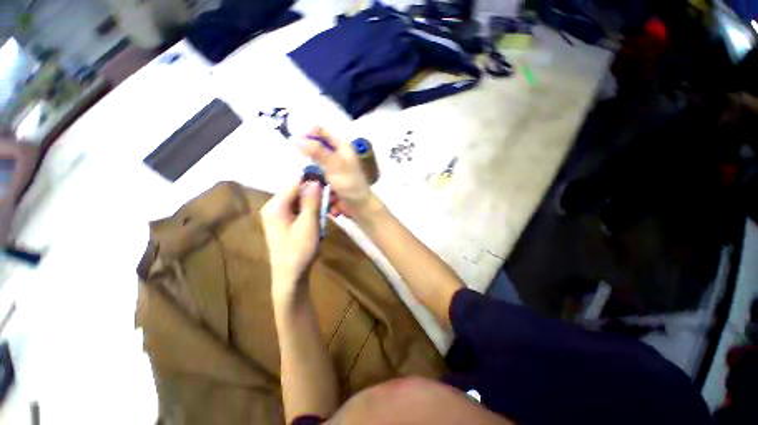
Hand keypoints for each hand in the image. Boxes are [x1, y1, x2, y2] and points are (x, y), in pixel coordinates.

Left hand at [261, 180, 321, 299]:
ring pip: (300, 202)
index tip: (329, 184)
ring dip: (316, 205)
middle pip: (298, 193)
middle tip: (333, 201)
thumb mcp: (308, 224)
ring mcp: (278, 216)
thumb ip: (311, 201)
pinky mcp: (284, 223)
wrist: (290, 276)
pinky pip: (299, 211)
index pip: (295, 184)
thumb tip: (315, 180)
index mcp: (275, 206)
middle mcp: (274, 207)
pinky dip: (311, 213)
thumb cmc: (299, 250)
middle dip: (316, 196)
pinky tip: (320, 220)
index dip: (313, 182)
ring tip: (329, 212)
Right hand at [298, 127, 372, 217]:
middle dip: (304, 153)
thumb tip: (297, 139)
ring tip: (298, 174)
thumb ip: (318, 152)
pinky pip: (314, 175)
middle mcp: (336, 155)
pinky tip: (304, 182)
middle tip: (294, 161)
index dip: (306, 135)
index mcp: (341, 147)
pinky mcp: (328, 179)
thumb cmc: (350, 184)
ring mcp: (331, 168)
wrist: (359, 206)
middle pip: (314, 148)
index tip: (293, 144)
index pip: (320, 133)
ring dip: (305, 168)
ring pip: (312, 162)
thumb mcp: (335, 165)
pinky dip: (310, 178)